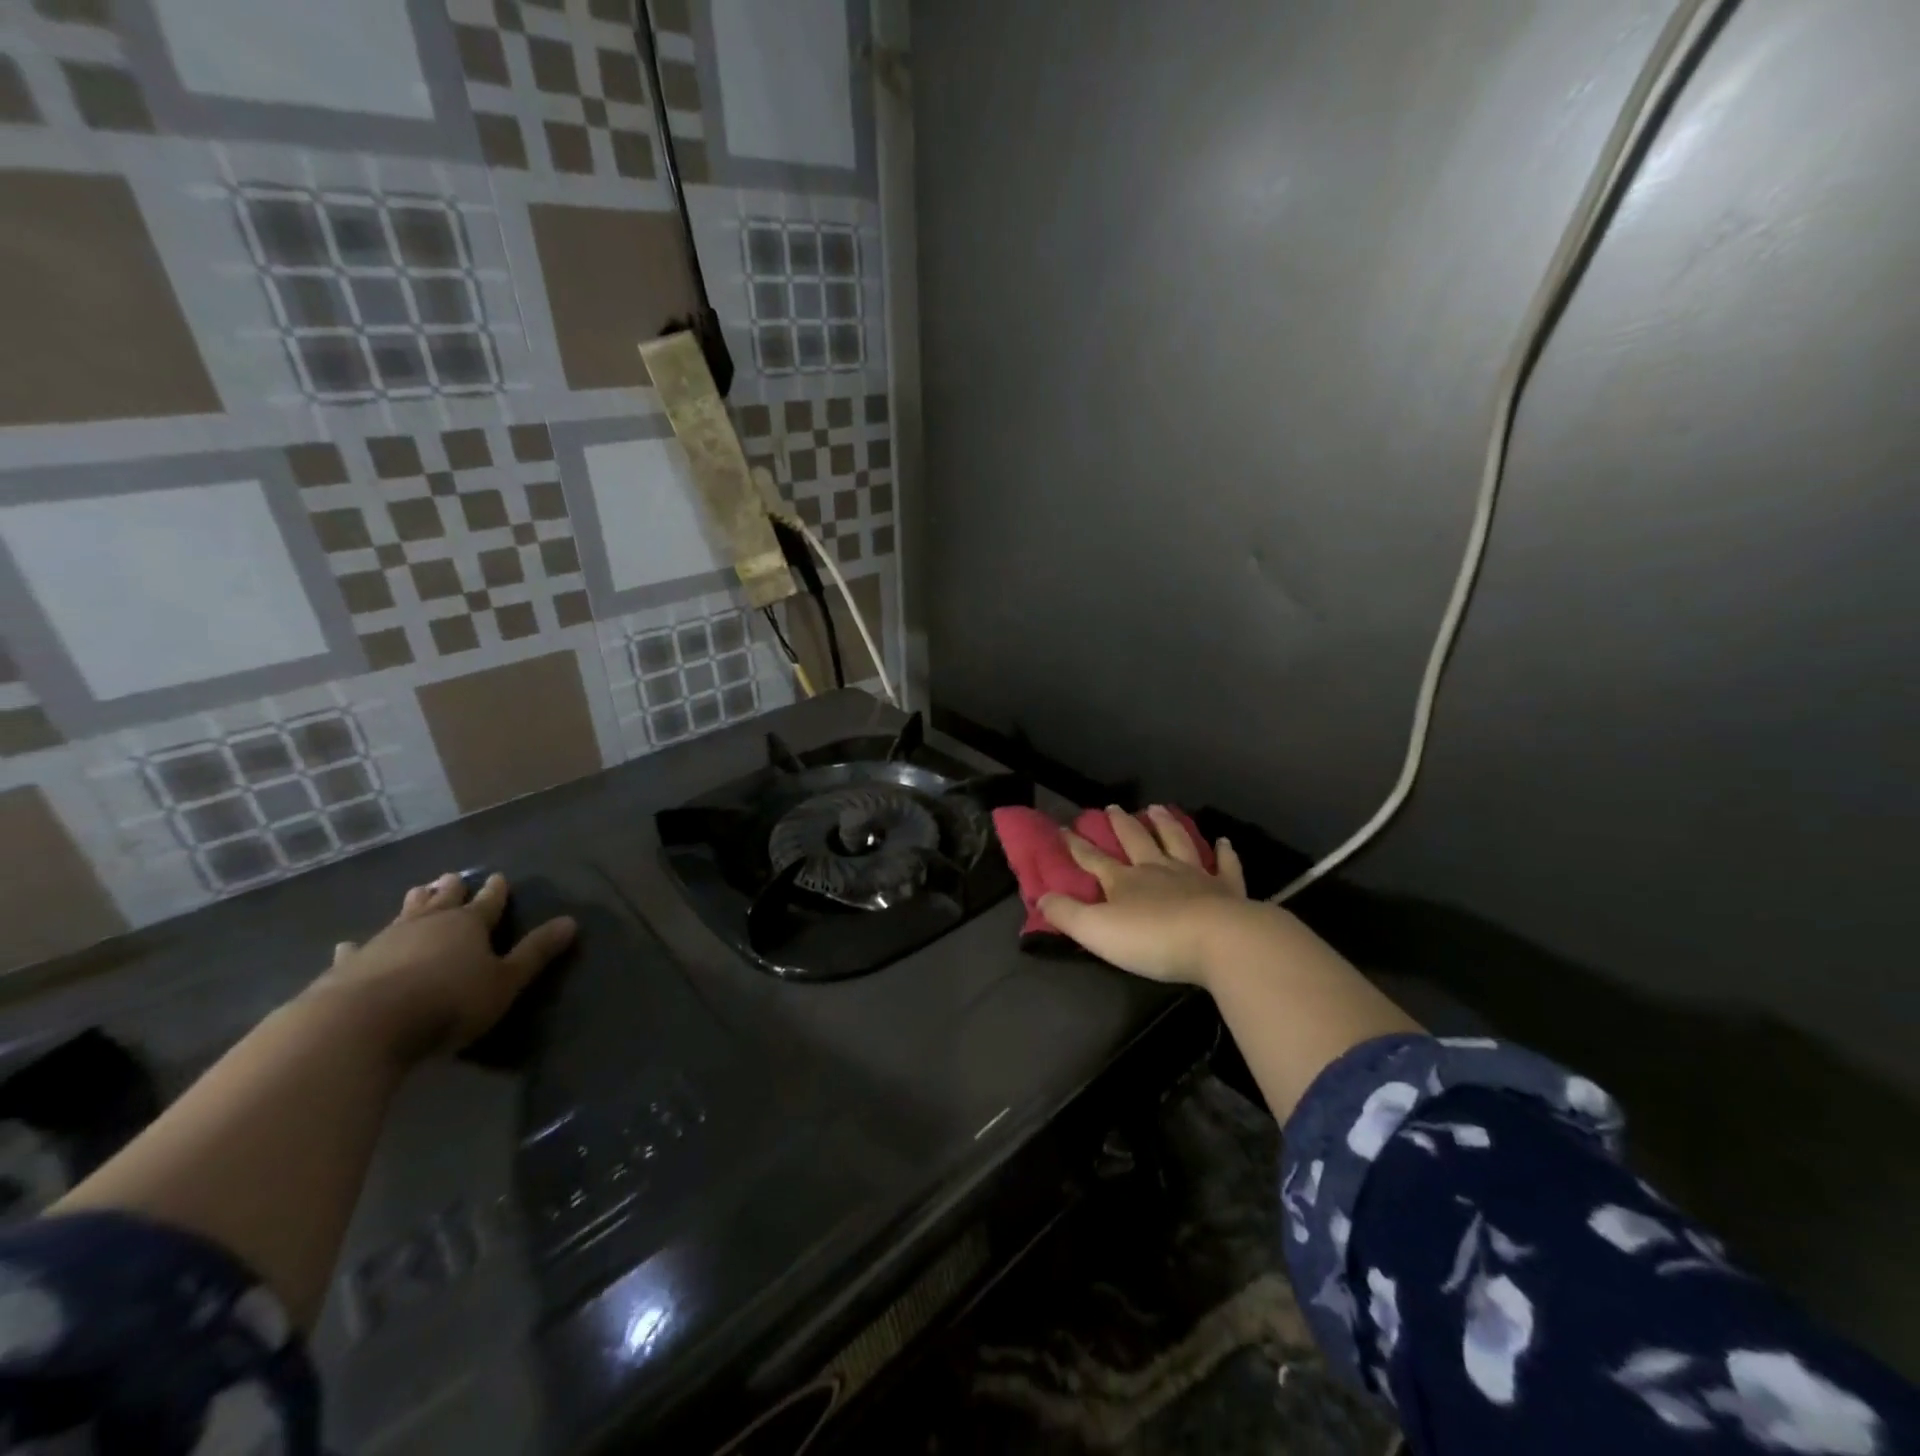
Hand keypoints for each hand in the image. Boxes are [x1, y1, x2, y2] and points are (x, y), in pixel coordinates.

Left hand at [307, 872, 575, 1065]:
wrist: (363, 1025)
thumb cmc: (448, 1001)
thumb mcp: (505, 981)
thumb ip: (535, 953)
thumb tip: (571, 921)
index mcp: (468, 925)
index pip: (488, 902)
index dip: (496, 892)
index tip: (499, 877)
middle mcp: (427, 924)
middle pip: (443, 901)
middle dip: (451, 890)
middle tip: (452, 877)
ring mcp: (385, 942)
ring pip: (404, 916)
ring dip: (413, 904)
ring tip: (418, 891)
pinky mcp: (349, 967)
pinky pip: (357, 951)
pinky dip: (357, 947)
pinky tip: (349, 945)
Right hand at [1038, 805, 1253, 986]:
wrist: (1219, 941)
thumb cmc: (1153, 938)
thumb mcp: (1097, 931)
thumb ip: (1066, 914)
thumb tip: (1040, 897)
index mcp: (1124, 882)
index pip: (1093, 859)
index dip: (1076, 845)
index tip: (1064, 827)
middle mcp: (1157, 871)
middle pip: (1136, 841)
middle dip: (1121, 825)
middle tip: (1112, 807)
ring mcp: (1195, 877)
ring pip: (1177, 842)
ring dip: (1166, 825)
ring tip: (1158, 808)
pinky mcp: (1227, 890)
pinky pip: (1225, 866)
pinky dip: (1224, 853)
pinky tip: (1223, 841)